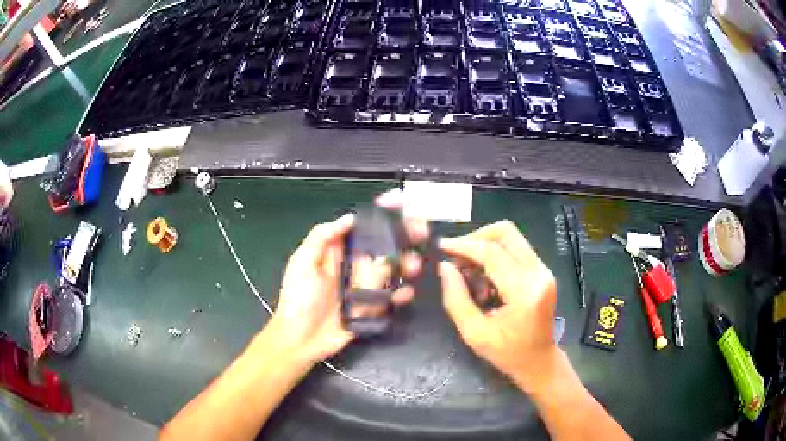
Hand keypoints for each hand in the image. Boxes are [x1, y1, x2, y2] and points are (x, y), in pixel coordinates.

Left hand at [266, 190, 427, 365]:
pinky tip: (405, 293)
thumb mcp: (302, 263)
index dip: (379, 214)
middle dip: (402, 236)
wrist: (300, 339)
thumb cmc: (298, 299)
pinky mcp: (370, 308)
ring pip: (390, 270)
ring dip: (405, 265)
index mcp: (337, 253)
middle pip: (382, 246)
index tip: (398, 201)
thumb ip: (322, 237)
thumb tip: (349, 217)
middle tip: (421, 230)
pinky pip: (390, 298)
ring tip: (412, 265)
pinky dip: (400, 295)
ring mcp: (363, 288)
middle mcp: (353, 267)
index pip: (361, 227)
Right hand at [439, 220, 557, 383]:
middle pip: (506, 233)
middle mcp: (539, 273)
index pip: (492, 253)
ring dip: (485, 246)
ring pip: (512, 237)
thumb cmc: (507, 354)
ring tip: (469, 272)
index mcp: (524, 292)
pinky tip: (484, 278)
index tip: (442, 247)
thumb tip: (444, 266)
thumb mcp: (474, 333)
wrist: (539, 361)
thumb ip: (456, 299)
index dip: (464, 246)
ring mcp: (544, 270)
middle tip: (457, 256)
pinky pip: (516, 249)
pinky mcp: (542, 271)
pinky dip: (495, 255)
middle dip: (476, 238)